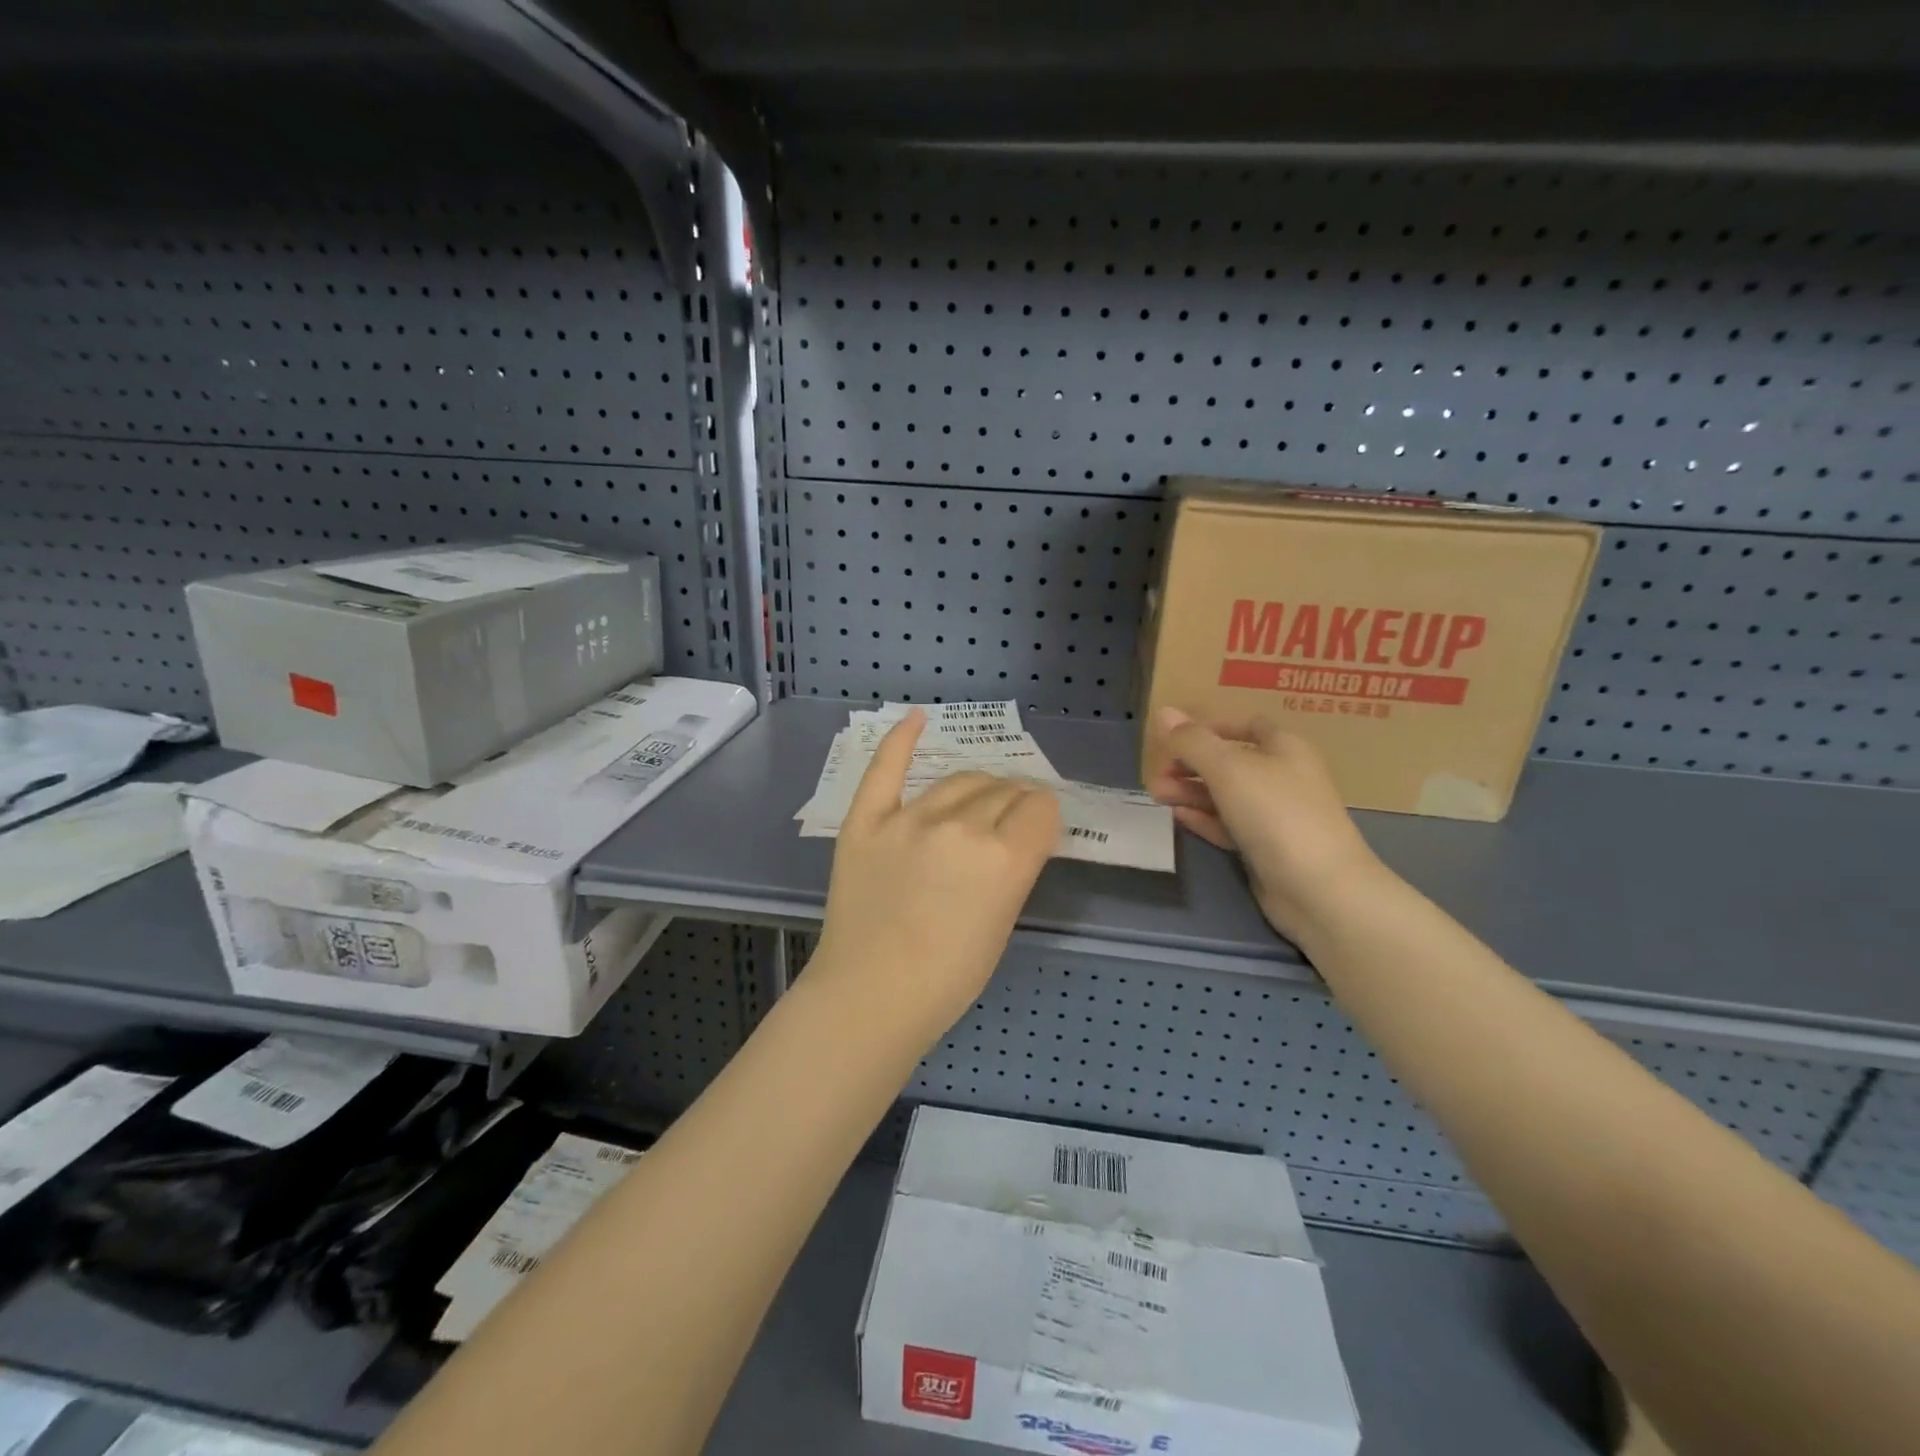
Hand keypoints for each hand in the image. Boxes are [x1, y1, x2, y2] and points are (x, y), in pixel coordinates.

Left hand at [811, 710, 1060, 1046]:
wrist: (870, 995)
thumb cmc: (947, 978)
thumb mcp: (1003, 923)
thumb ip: (1015, 868)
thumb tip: (1019, 833)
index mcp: (1004, 857)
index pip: (1040, 808)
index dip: (1044, 815)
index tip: (1038, 827)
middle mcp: (961, 827)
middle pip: (1002, 790)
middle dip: (1015, 800)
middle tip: (1009, 818)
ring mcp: (909, 819)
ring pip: (959, 779)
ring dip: (978, 785)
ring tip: (979, 797)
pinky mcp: (866, 820)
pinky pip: (885, 767)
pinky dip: (902, 738)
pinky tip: (916, 718)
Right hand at [1145, 706, 1385, 942]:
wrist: (1319, 889)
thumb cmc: (1276, 813)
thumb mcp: (1228, 768)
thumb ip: (1192, 741)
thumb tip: (1163, 713)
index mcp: (1284, 748)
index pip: (1245, 725)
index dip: (1209, 727)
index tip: (1174, 737)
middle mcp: (1283, 777)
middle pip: (1229, 761)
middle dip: (1191, 763)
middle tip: (1156, 773)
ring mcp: (1276, 816)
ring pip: (1226, 795)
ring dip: (1191, 791)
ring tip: (1156, 794)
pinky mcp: (1266, 848)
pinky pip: (1229, 825)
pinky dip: (1204, 818)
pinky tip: (1177, 815)